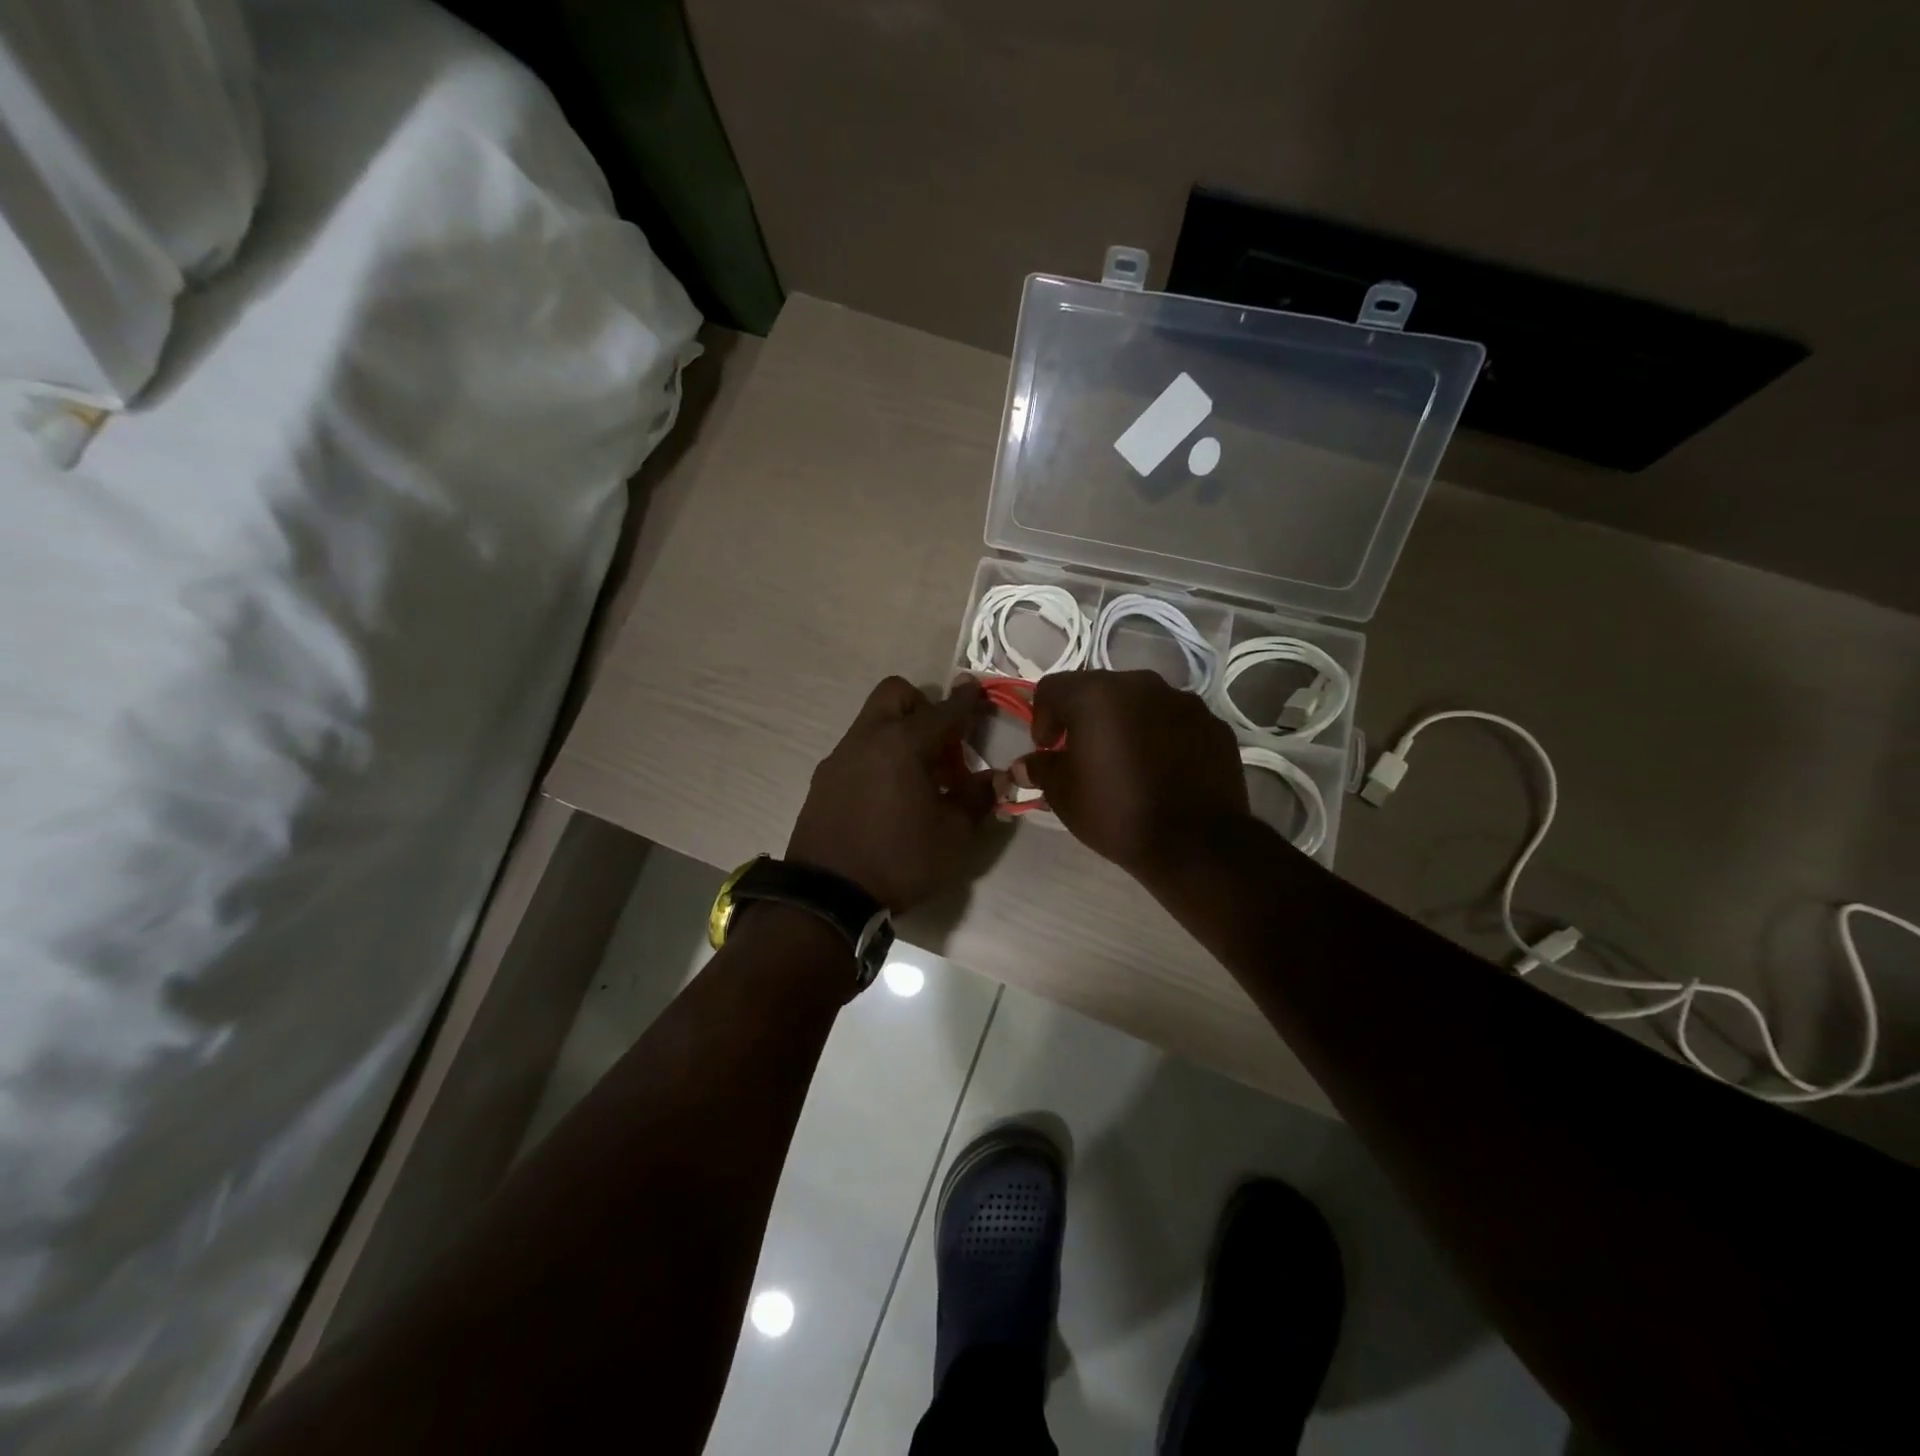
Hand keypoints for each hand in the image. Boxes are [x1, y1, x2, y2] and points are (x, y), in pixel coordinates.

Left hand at [787, 676, 997, 911]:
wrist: (828, 896)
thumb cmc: (899, 861)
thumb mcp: (954, 836)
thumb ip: (977, 798)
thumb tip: (995, 777)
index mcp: (901, 744)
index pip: (942, 711)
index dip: (966, 700)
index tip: (978, 691)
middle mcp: (866, 739)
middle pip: (895, 695)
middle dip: (923, 706)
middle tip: (942, 743)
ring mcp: (839, 758)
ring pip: (872, 722)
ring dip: (899, 733)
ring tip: (918, 776)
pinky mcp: (823, 780)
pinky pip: (857, 750)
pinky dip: (879, 757)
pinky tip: (889, 796)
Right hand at [1010, 670, 1250, 878]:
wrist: (1195, 843)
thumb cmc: (1116, 811)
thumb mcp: (1063, 794)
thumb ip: (1040, 769)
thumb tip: (1023, 765)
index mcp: (1096, 694)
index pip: (1052, 688)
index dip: (1041, 718)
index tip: (1048, 751)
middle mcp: (1140, 684)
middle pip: (1098, 690)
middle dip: (1084, 718)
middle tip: (1082, 755)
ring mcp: (1182, 700)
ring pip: (1139, 703)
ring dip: (1125, 724)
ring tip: (1126, 763)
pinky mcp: (1212, 723)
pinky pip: (1174, 721)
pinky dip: (1161, 736)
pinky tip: (1162, 770)